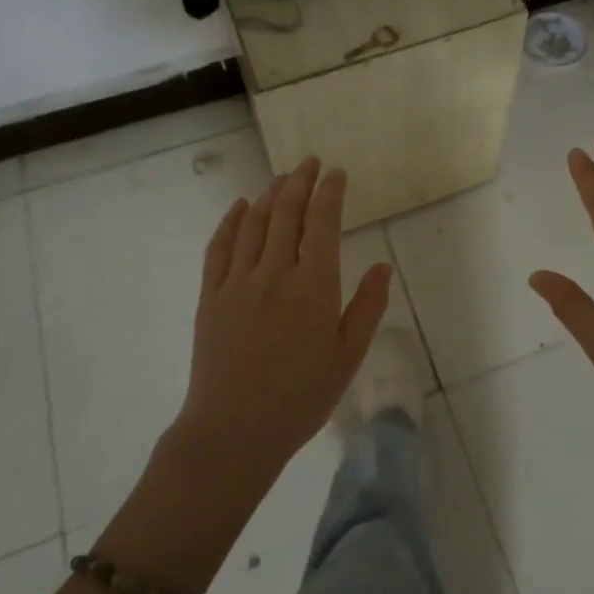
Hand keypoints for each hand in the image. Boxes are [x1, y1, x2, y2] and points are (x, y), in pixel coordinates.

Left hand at [179, 158, 394, 471]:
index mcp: (314, 287)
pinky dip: (231, 220)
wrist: (234, 431)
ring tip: (282, 178)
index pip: (322, 222)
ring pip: (255, 222)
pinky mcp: (210, 295)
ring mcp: (238, 281)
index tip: (336, 172)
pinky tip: (240, 205)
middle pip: (287, 212)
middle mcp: (275, 273)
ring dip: (270, 194)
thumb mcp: (347, 357)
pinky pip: (219, 246)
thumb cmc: (300, 398)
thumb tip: (383, 267)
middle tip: (310, 162)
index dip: (330, 192)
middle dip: (301, 181)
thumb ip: (367, 308)